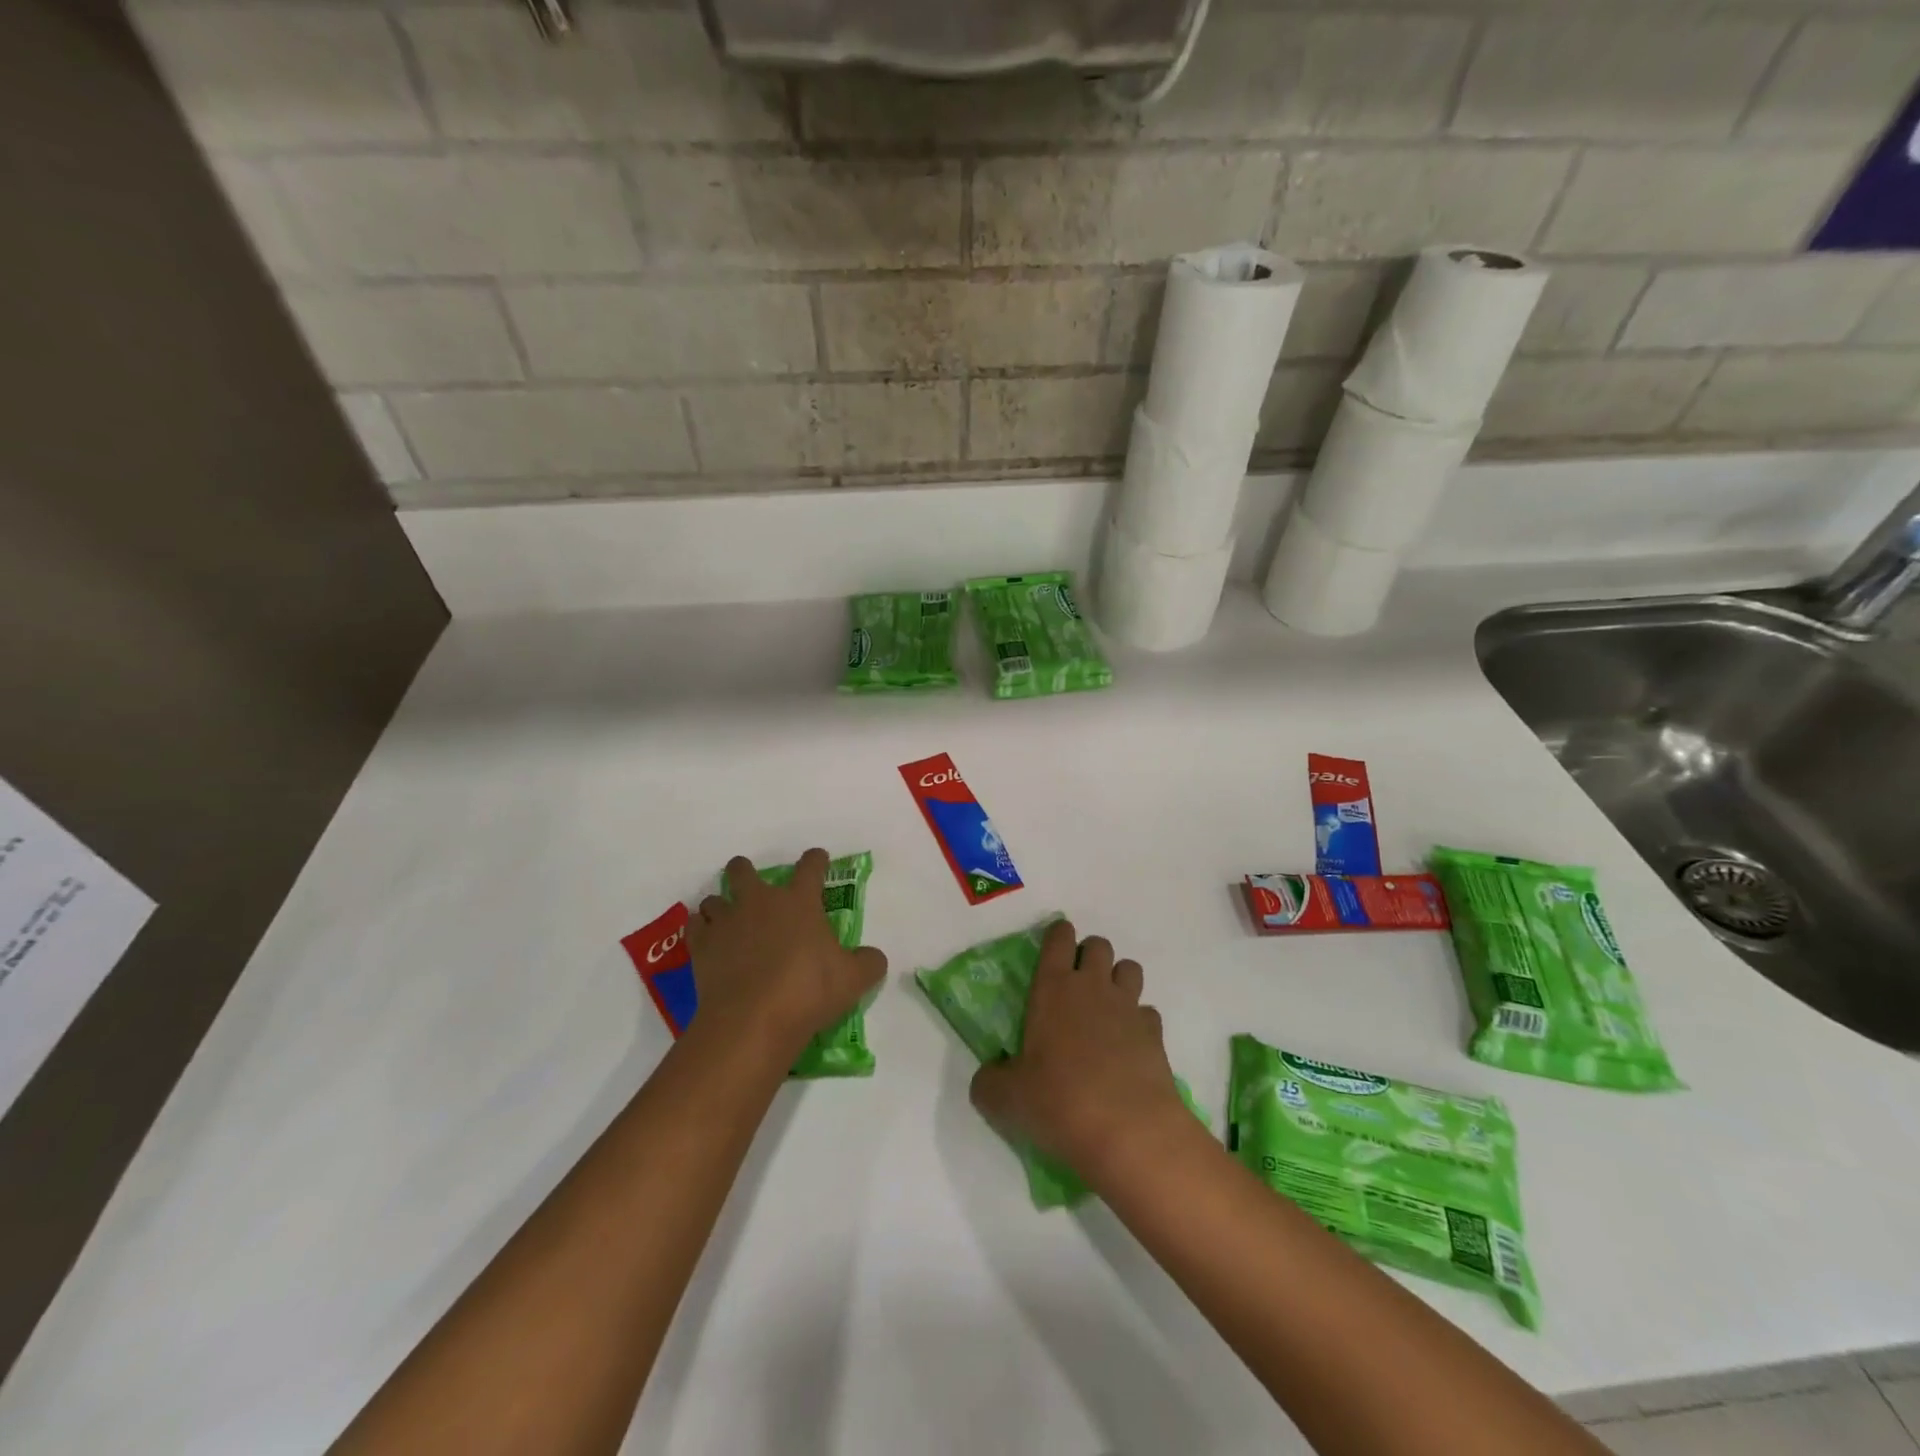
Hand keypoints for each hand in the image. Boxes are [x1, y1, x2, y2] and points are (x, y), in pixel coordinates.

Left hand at [687, 850, 886, 1059]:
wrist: (753, 1020)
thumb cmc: (809, 991)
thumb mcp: (854, 979)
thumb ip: (868, 962)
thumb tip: (873, 957)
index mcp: (799, 901)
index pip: (810, 867)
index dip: (816, 860)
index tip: (818, 859)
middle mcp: (760, 902)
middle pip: (743, 870)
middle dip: (746, 872)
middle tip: (754, 887)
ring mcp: (726, 922)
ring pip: (715, 900)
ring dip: (722, 907)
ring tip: (729, 923)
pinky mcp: (701, 947)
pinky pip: (695, 927)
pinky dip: (701, 931)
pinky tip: (709, 944)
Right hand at [969, 919, 1185, 1180]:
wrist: (1129, 1131)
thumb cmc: (1060, 1102)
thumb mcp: (1006, 1098)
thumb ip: (990, 1081)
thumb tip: (989, 1075)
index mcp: (1053, 988)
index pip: (1058, 938)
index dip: (1058, 936)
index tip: (1054, 946)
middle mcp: (1093, 987)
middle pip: (1099, 945)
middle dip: (1089, 955)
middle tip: (1076, 984)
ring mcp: (1128, 1007)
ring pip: (1129, 969)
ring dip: (1118, 979)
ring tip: (1105, 1008)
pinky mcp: (1155, 1034)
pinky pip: (1147, 1012)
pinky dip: (1138, 1021)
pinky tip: (1127, 1045)